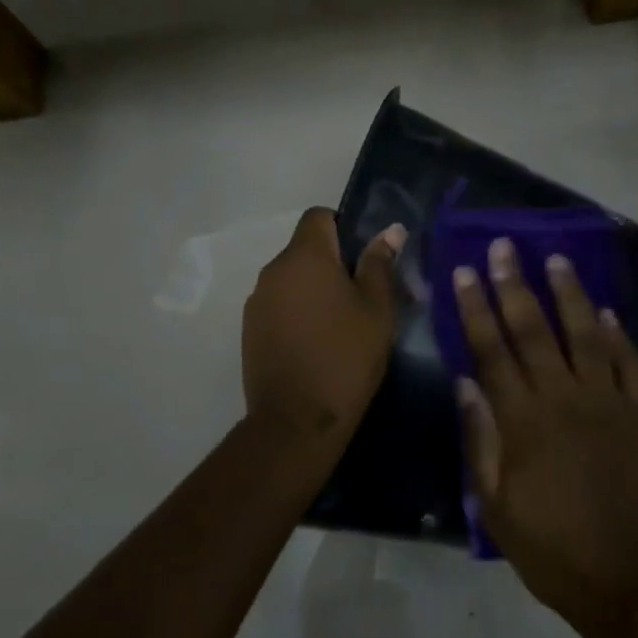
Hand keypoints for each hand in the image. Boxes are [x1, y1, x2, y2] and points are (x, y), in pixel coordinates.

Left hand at [242, 208, 404, 448]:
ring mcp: (256, 300)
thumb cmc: (346, 357)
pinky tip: (314, 343)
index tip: (364, 259)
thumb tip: (389, 230)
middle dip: (332, 263)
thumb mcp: (377, 310)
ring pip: (291, 279)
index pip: (318, 216)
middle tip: (362, 296)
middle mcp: (273, 269)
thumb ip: (380, 264)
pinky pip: (277, 304)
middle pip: (304, 248)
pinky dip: (296, 312)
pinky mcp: (248, 329)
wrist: (296, 422)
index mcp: (305, 256)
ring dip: (313, 289)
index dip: (343, 227)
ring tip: (339, 324)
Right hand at [455, 239, 637, 637]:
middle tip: (504, 246)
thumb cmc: (550, 547)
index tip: (466, 272)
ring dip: (570, 295)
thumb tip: (466, 383)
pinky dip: (620, 337)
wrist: (627, 581)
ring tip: (556, 259)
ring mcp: (607, 404)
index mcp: (523, 421)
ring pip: (586, 336)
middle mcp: (564, 399)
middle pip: (535, 330)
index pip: (492, 351)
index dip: (477, 309)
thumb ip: (480, 440)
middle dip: (515, 285)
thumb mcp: (495, 505)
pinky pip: (630, 367)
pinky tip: (608, 312)